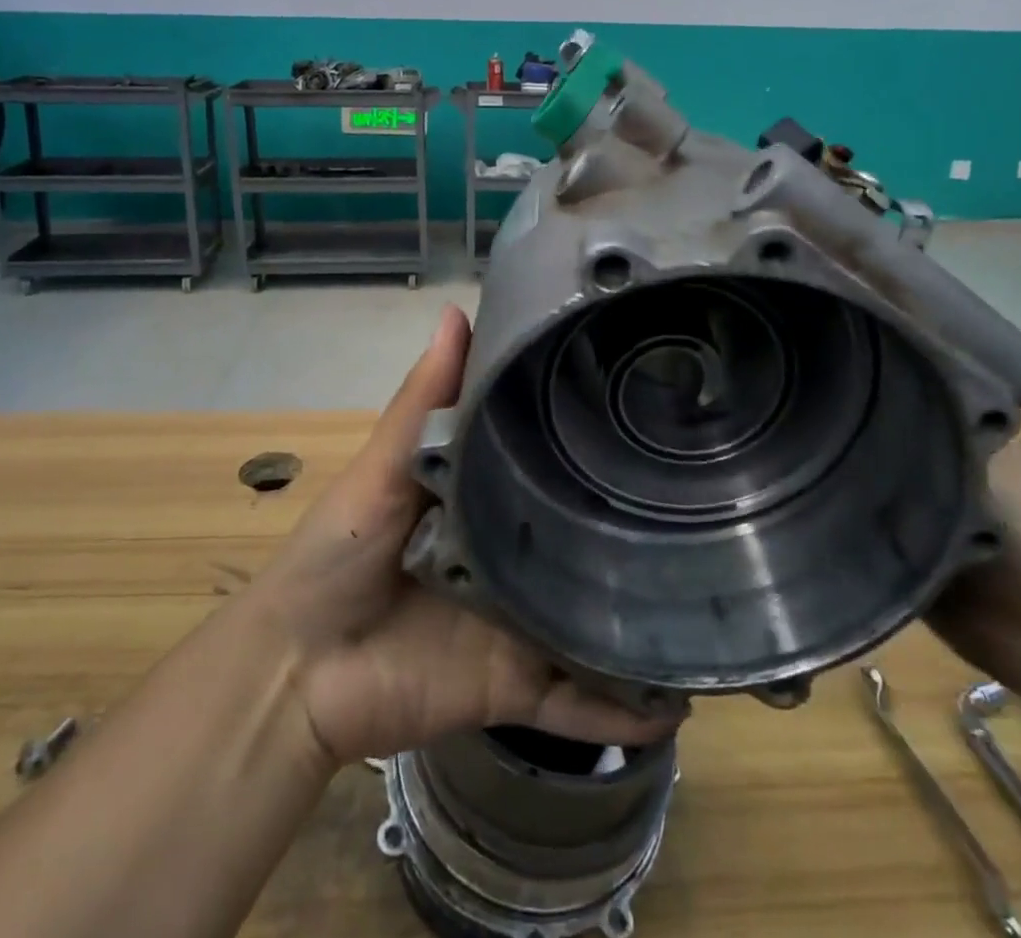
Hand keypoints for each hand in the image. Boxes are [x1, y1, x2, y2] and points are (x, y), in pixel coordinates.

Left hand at [248, 305, 682, 766]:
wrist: (300, 671)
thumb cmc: (340, 553)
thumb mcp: (385, 467)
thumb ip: (425, 400)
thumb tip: (458, 311)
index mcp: (485, 501)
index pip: (551, 464)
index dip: (594, 440)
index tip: (653, 408)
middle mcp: (513, 557)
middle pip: (585, 544)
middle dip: (637, 532)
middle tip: (715, 509)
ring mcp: (520, 625)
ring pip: (596, 622)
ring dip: (645, 622)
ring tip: (720, 605)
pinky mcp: (517, 686)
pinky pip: (579, 702)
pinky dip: (625, 710)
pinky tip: (682, 705)